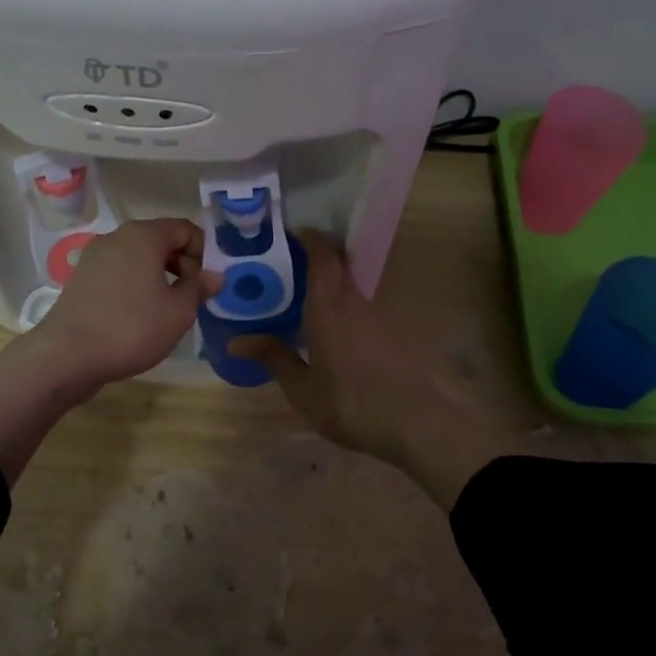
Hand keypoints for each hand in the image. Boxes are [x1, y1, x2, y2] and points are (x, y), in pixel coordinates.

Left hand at [27, 218, 222, 390]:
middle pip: (160, 241)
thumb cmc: (132, 328)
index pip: (185, 229)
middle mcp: (116, 237)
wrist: (66, 356)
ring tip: (169, 309)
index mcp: (143, 236)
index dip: (204, 252)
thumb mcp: (178, 311)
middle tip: (194, 297)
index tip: (209, 282)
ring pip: (138, 258)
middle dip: (182, 264)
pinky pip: (119, 273)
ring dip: (159, 277)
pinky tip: (140, 315)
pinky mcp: (81, 279)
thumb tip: (213, 275)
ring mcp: (94, 257)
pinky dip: (136, 286)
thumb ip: (198, 288)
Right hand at [228, 230, 512, 509]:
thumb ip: (274, 359)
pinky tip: (334, 334)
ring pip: (351, 289)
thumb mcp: (303, 389)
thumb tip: (237, 340)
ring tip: (305, 303)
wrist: (418, 422)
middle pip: (339, 266)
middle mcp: (355, 302)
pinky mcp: (394, 335)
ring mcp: (379, 317)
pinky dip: (345, 310)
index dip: (309, 238)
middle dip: (316, 259)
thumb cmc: (351, 403)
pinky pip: (363, 310)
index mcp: (329, 306)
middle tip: (288, 268)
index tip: (291, 233)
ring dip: (331, 287)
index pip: (322, 255)